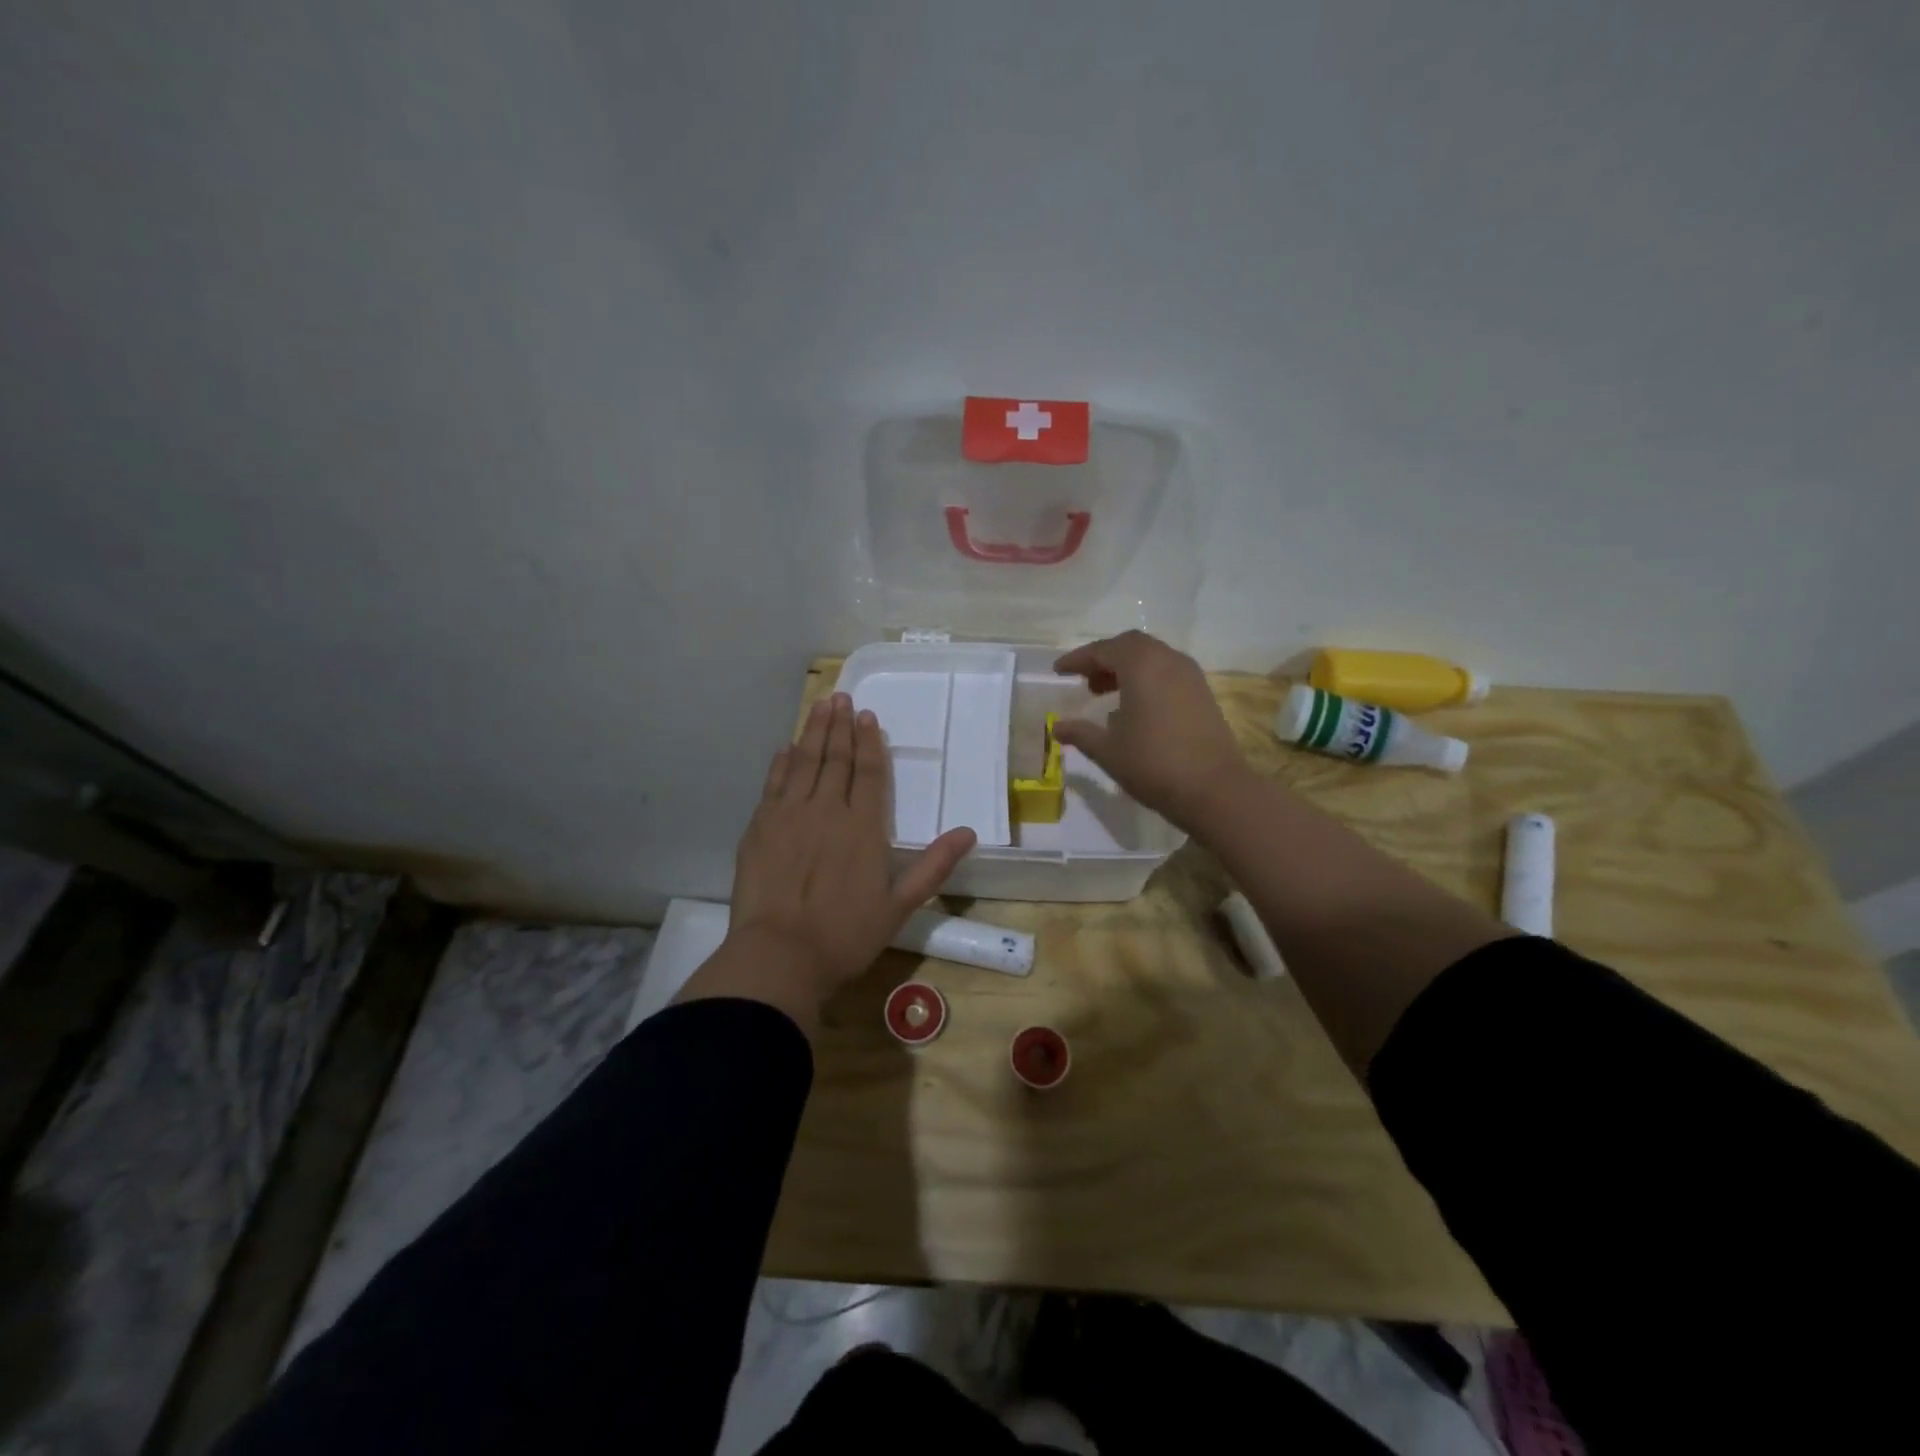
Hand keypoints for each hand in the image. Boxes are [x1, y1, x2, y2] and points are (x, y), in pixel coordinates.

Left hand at [678, 692, 975, 1032]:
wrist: (780, 955)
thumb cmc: (846, 935)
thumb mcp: (900, 906)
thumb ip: (934, 866)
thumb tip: (969, 832)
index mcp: (863, 827)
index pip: (869, 773)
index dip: (870, 743)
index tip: (867, 717)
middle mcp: (827, 810)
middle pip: (836, 760)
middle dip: (840, 727)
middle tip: (842, 697)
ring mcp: (789, 815)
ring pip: (804, 763)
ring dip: (813, 732)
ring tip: (820, 706)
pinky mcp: (760, 827)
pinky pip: (773, 784)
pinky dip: (780, 763)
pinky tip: (786, 747)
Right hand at [1052, 631, 1250, 832]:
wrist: (1214, 789)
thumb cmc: (1153, 764)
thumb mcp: (1107, 750)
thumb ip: (1080, 733)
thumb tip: (1057, 726)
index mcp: (1142, 665)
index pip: (1104, 650)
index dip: (1079, 659)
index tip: (1059, 671)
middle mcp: (1168, 661)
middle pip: (1131, 646)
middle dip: (1104, 659)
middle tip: (1084, 680)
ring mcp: (1191, 677)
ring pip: (1153, 658)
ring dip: (1126, 669)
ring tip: (1105, 694)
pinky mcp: (1203, 694)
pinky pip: (1168, 674)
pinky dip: (1147, 680)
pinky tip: (1135, 709)